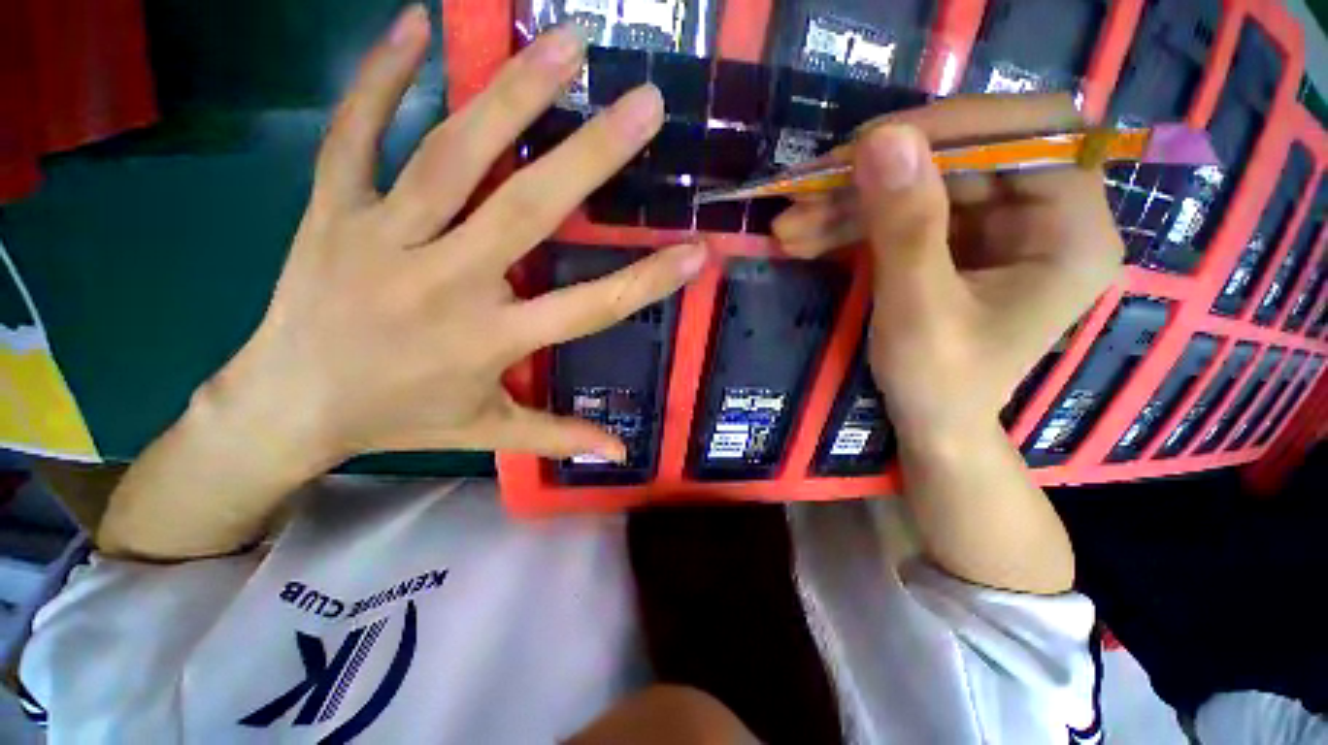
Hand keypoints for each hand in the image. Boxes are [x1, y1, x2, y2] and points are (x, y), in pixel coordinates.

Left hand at [206, 7, 704, 469]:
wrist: (286, 406)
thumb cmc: (398, 418)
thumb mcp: (487, 431)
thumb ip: (557, 436)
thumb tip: (618, 453)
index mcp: (489, 341)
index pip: (588, 308)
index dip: (646, 281)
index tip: (695, 251)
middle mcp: (445, 282)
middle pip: (528, 210)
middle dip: (592, 155)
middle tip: (644, 104)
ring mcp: (382, 236)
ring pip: (453, 156)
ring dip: (511, 95)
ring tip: (564, 42)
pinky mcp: (331, 209)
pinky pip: (355, 133)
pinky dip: (381, 76)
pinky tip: (415, 25)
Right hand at [774, 95, 1121, 439]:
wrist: (930, 424)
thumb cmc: (939, 383)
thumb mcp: (919, 311)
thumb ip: (906, 228)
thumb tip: (881, 137)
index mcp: (1070, 231)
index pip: (1029, 134)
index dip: (952, 127)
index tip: (870, 145)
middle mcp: (1041, 215)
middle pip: (958, 159)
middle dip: (872, 178)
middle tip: (805, 191)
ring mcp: (992, 226)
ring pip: (917, 185)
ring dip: (846, 204)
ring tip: (788, 227)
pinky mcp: (952, 241)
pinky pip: (898, 213)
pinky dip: (848, 224)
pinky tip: (804, 238)